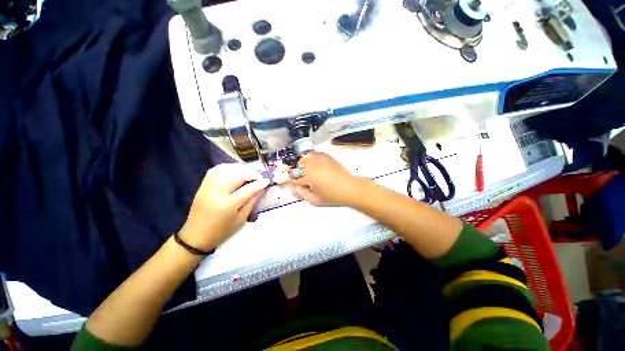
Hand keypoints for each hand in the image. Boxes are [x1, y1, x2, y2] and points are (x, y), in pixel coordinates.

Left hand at [178, 163, 269, 250]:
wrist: (195, 236)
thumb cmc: (222, 231)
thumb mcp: (241, 219)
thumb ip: (252, 201)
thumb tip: (262, 187)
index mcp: (227, 205)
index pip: (247, 189)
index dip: (260, 183)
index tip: (268, 180)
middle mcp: (216, 192)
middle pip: (237, 175)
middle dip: (251, 173)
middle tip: (259, 178)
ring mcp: (208, 186)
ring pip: (227, 168)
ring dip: (241, 169)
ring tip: (249, 174)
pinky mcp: (204, 183)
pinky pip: (218, 168)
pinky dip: (230, 167)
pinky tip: (236, 172)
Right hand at [291, 152, 364, 205]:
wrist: (350, 188)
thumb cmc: (333, 197)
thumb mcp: (315, 201)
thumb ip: (302, 193)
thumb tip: (295, 186)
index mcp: (310, 177)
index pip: (292, 177)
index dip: (284, 179)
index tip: (278, 180)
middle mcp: (314, 165)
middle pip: (296, 165)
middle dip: (293, 172)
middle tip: (295, 179)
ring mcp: (320, 158)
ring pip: (304, 158)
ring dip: (301, 165)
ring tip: (305, 172)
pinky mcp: (326, 156)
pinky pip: (312, 154)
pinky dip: (308, 159)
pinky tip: (311, 165)